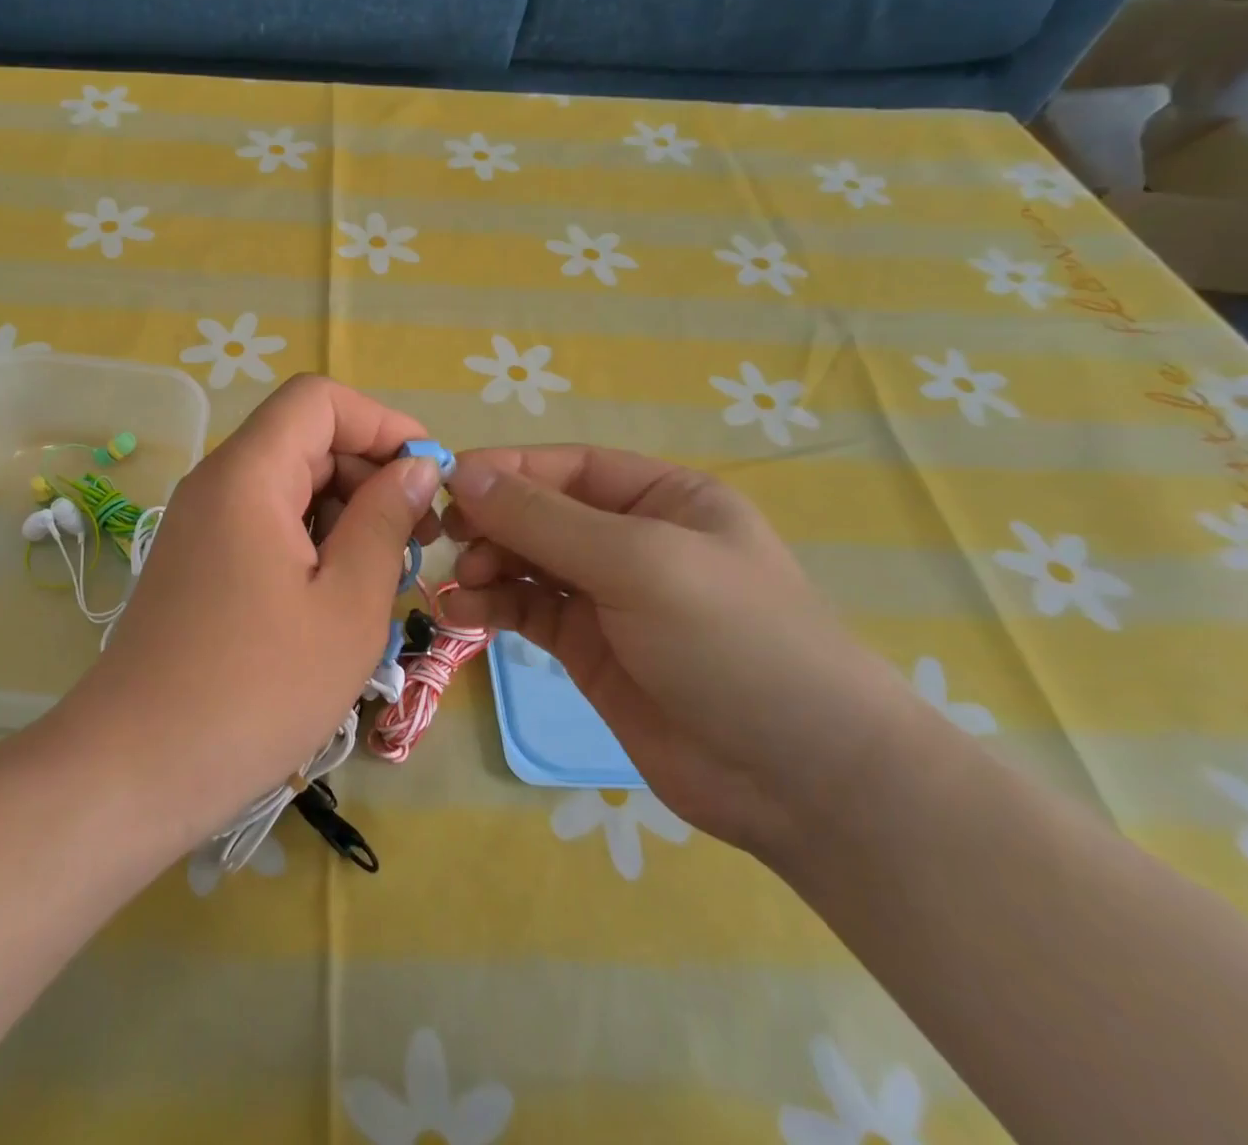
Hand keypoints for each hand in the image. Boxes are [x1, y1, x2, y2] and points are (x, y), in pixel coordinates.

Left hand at [45, 376, 441, 850]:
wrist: (138, 769)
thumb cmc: (256, 689)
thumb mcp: (347, 604)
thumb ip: (385, 520)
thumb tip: (417, 468)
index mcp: (248, 475)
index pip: (319, 399)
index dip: (382, 423)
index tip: (428, 477)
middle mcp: (217, 484)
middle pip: (305, 439)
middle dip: (370, 473)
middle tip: (418, 541)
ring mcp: (202, 524)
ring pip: (289, 485)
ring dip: (346, 514)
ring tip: (384, 577)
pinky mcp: (199, 562)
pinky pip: (266, 524)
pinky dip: (312, 542)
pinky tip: (338, 597)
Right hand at [442, 446, 925, 859]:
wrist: (802, 781)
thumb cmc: (732, 642)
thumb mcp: (638, 563)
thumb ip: (544, 519)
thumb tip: (462, 473)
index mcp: (661, 498)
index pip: (567, 467)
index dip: (505, 470)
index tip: (445, 483)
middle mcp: (631, 539)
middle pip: (541, 513)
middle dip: (493, 521)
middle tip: (448, 539)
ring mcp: (608, 597)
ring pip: (528, 562)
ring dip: (487, 565)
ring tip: (460, 583)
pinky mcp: (588, 648)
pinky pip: (528, 610)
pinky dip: (493, 606)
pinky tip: (463, 612)